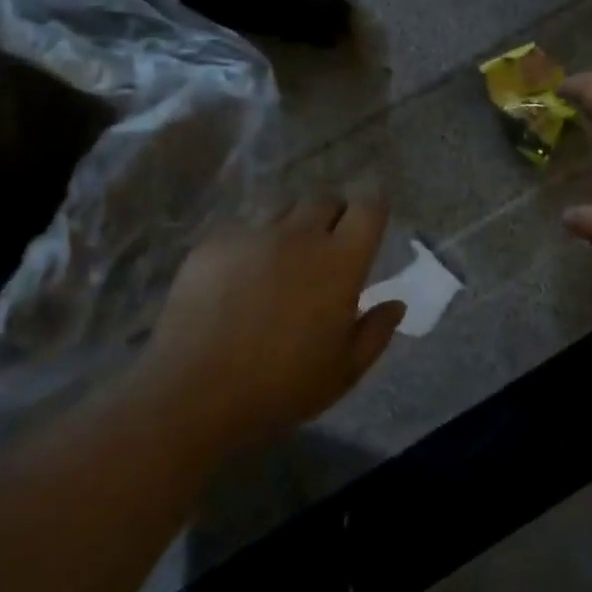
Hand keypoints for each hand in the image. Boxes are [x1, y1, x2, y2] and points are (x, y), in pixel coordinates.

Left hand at [132, 198, 406, 454]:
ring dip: (291, 226)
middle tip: (325, 251)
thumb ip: (376, 332)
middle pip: (324, 200)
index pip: (368, 207)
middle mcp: (300, 234)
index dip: (372, 211)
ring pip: (282, 208)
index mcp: (340, 262)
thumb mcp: (344, 371)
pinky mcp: (214, 242)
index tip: (367, 229)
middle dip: (332, 218)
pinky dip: (251, 242)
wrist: (195, 391)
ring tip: (281, 260)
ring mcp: (253, 234)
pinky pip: (242, 227)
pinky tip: (239, 275)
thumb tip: (395, 303)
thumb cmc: (281, 386)